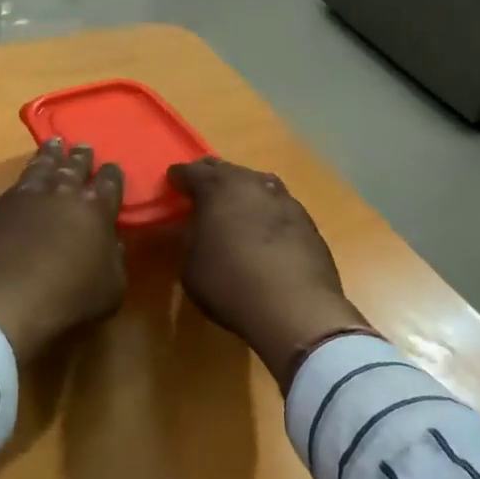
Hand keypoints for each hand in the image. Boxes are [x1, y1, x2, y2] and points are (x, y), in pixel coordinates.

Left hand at [0, 139, 126, 363]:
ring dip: (52, 154)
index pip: (109, 184)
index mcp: (96, 211)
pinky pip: (17, 183)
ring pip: (44, 166)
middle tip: (84, 146)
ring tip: (55, 143)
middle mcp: (64, 194)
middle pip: (75, 167)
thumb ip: (114, 261)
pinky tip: (25, 178)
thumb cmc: (67, 299)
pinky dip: (26, 175)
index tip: (112, 166)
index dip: (112, 174)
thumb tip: (112, 244)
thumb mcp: (110, 289)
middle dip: (82, 157)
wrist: (3, 299)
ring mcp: (28, 196)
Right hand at [167, 158, 375, 389]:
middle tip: (200, 188)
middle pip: (225, 170)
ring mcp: (283, 198)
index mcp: (217, 188)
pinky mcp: (307, 219)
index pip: (191, 171)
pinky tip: (264, 228)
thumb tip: (190, 228)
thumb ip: (188, 239)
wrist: (297, 308)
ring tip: (234, 206)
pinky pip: (277, 205)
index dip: (178, 177)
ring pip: (255, 183)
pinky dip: (265, 210)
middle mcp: (251, 183)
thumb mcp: (191, 267)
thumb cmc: (232, 285)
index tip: (172, 181)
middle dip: (210, 176)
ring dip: (242, 190)